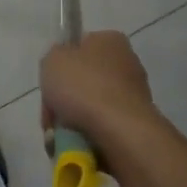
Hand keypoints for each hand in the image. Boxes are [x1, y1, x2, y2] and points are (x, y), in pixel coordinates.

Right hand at [41, 31, 157, 150]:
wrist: (119, 131)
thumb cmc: (83, 86)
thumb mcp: (52, 60)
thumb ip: (53, 58)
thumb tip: (62, 69)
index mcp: (110, 41)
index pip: (79, 47)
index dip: (61, 65)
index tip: (50, 83)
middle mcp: (127, 64)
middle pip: (82, 82)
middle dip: (64, 101)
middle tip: (52, 115)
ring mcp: (134, 95)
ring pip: (90, 108)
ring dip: (72, 122)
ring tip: (60, 136)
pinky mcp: (136, 124)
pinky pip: (102, 128)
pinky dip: (87, 137)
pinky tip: (76, 145)